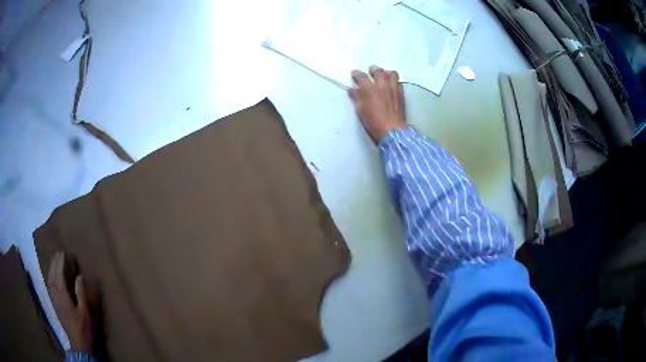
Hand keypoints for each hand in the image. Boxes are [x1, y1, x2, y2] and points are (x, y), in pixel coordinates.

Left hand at [47, 252, 92, 352]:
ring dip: (52, 267)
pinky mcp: (54, 301)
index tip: (66, 253)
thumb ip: (81, 293)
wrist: (78, 343)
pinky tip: (53, 274)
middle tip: (61, 253)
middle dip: (56, 261)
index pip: (59, 272)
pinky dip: (51, 275)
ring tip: (56, 259)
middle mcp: (55, 292)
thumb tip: (79, 276)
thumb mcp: (85, 311)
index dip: (62, 262)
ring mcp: (53, 297)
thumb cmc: (83, 327)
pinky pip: (49, 283)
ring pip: (49, 277)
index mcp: (62, 293)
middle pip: (53, 272)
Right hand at [349, 65, 406, 143]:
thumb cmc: (373, 121)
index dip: (356, 73)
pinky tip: (392, 85)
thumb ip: (356, 97)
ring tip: (384, 75)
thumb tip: (352, 89)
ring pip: (391, 74)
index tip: (354, 73)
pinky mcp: (401, 94)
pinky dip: (394, 81)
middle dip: (373, 69)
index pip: (361, 76)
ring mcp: (393, 88)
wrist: (392, 129)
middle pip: (378, 71)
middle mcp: (382, 84)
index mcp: (369, 88)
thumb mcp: (360, 110)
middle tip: (370, 71)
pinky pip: (399, 82)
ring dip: (386, 73)